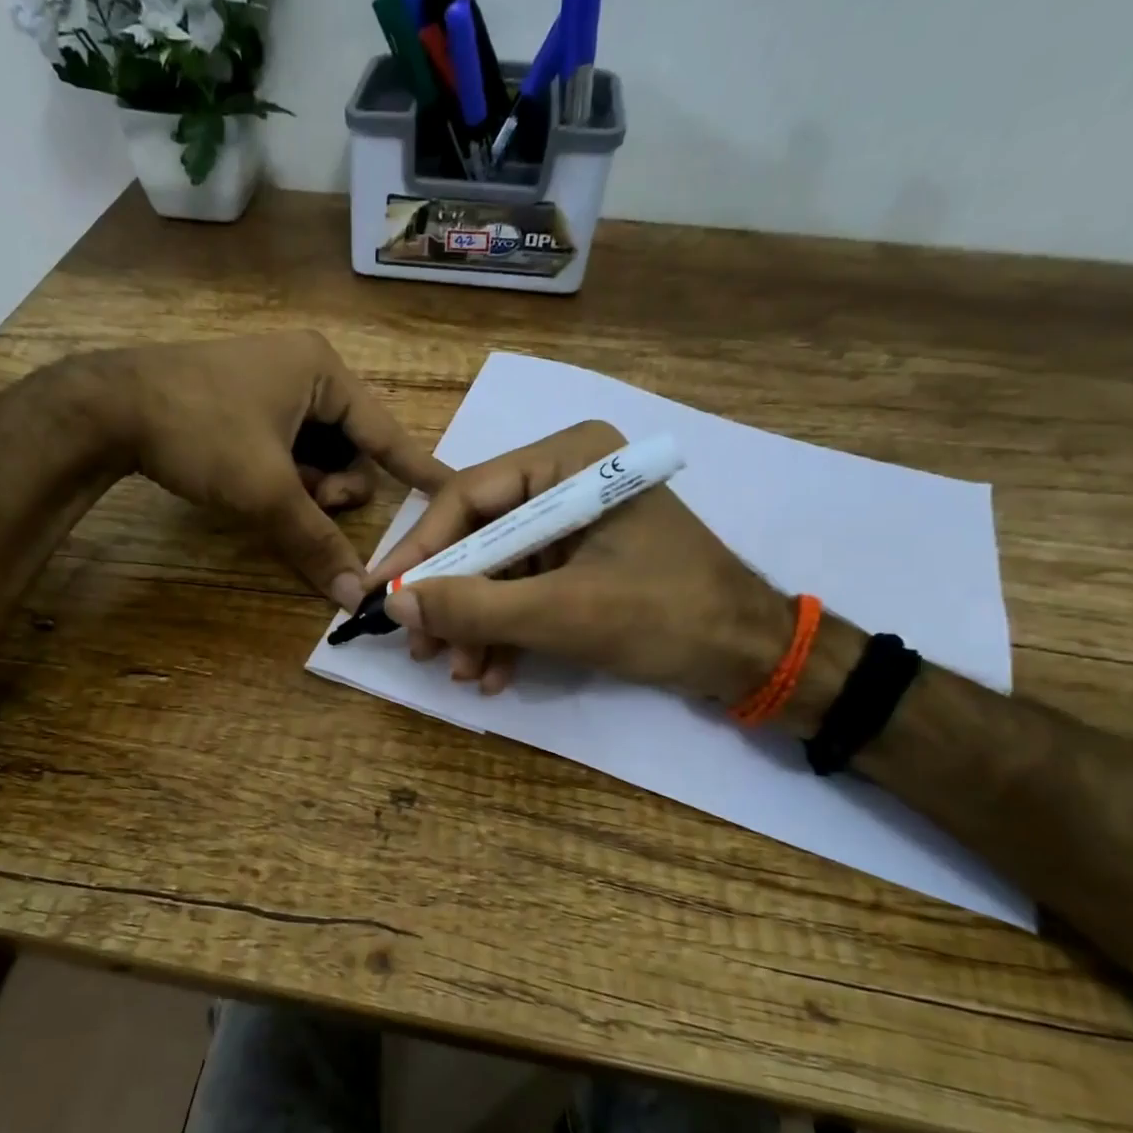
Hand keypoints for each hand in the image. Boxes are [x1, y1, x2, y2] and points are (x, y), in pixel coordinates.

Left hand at [69, 332, 447, 609]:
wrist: (106, 408)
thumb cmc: (200, 431)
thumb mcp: (265, 490)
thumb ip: (315, 542)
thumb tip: (353, 596)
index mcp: (322, 370)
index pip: (385, 431)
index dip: (417, 468)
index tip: (452, 492)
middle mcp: (303, 370)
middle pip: (348, 448)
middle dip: (330, 487)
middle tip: (304, 503)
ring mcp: (269, 385)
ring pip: (315, 454)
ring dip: (303, 487)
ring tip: (271, 496)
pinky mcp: (242, 404)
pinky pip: (285, 449)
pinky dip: (280, 476)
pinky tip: (252, 487)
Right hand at [367, 420, 792, 700]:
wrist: (752, 658)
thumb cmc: (666, 617)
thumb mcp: (562, 614)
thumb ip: (474, 607)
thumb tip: (394, 604)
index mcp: (570, 459)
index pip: (469, 497)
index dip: (421, 552)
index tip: (380, 597)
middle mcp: (567, 478)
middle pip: (480, 536)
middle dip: (452, 600)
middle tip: (422, 650)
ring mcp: (574, 520)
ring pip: (498, 569)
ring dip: (476, 625)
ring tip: (463, 673)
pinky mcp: (581, 558)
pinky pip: (525, 588)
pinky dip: (506, 630)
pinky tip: (494, 673)